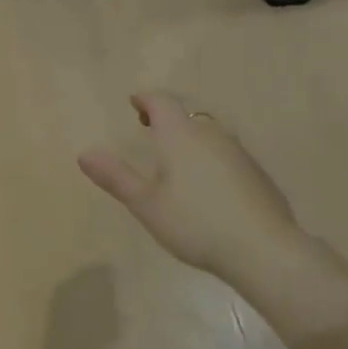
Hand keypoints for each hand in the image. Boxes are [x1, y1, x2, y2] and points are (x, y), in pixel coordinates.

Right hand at [79, 92, 303, 280]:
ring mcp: (238, 153)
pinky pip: (226, 155)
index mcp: (180, 136)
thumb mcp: (146, 204)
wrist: (263, 249)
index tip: (134, 102)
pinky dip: (210, 159)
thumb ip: (115, 177)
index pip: (161, 103)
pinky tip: (208, 186)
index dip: (145, 99)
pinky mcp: (257, 174)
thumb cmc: (195, 223)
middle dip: (166, 119)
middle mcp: (211, 135)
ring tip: (176, 159)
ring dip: (190, 138)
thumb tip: (84, 153)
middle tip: (149, 129)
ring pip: (209, 135)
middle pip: (186, 117)